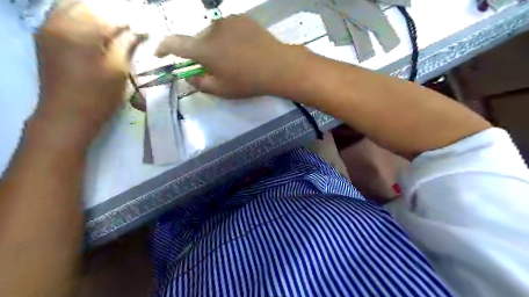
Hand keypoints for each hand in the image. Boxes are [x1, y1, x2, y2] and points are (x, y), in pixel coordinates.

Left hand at [34, 1, 142, 145]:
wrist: (67, 114)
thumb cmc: (98, 96)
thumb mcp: (117, 70)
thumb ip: (126, 46)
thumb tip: (138, 32)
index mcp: (79, 33)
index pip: (108, 17)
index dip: (129, 24)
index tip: (144, 31)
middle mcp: (58, 24)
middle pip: (88, 7)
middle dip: (111, 16)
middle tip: (129, 30)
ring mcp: (47, 29)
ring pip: (72, 7)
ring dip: (95, 15)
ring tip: (114, 29)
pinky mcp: (45, 38)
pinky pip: (61, 16)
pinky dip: (80, 18)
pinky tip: (94, 30)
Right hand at [156, 15, 307, 96]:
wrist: (278, 66)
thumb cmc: (248, 81)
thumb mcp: (222, 90)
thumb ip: (200, 83)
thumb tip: (189, 77)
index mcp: (203, 49)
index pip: (174, 43)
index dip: (163, 48)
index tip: (160, 54)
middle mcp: (211, 29)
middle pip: (197, 41)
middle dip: (199, 54)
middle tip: (212, 67)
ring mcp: (228, 21)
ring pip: (212, 34)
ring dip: (215, 45)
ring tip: (232, 59)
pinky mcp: (242, 18)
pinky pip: (227, 29)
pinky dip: (228, 38)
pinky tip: (242, 49)